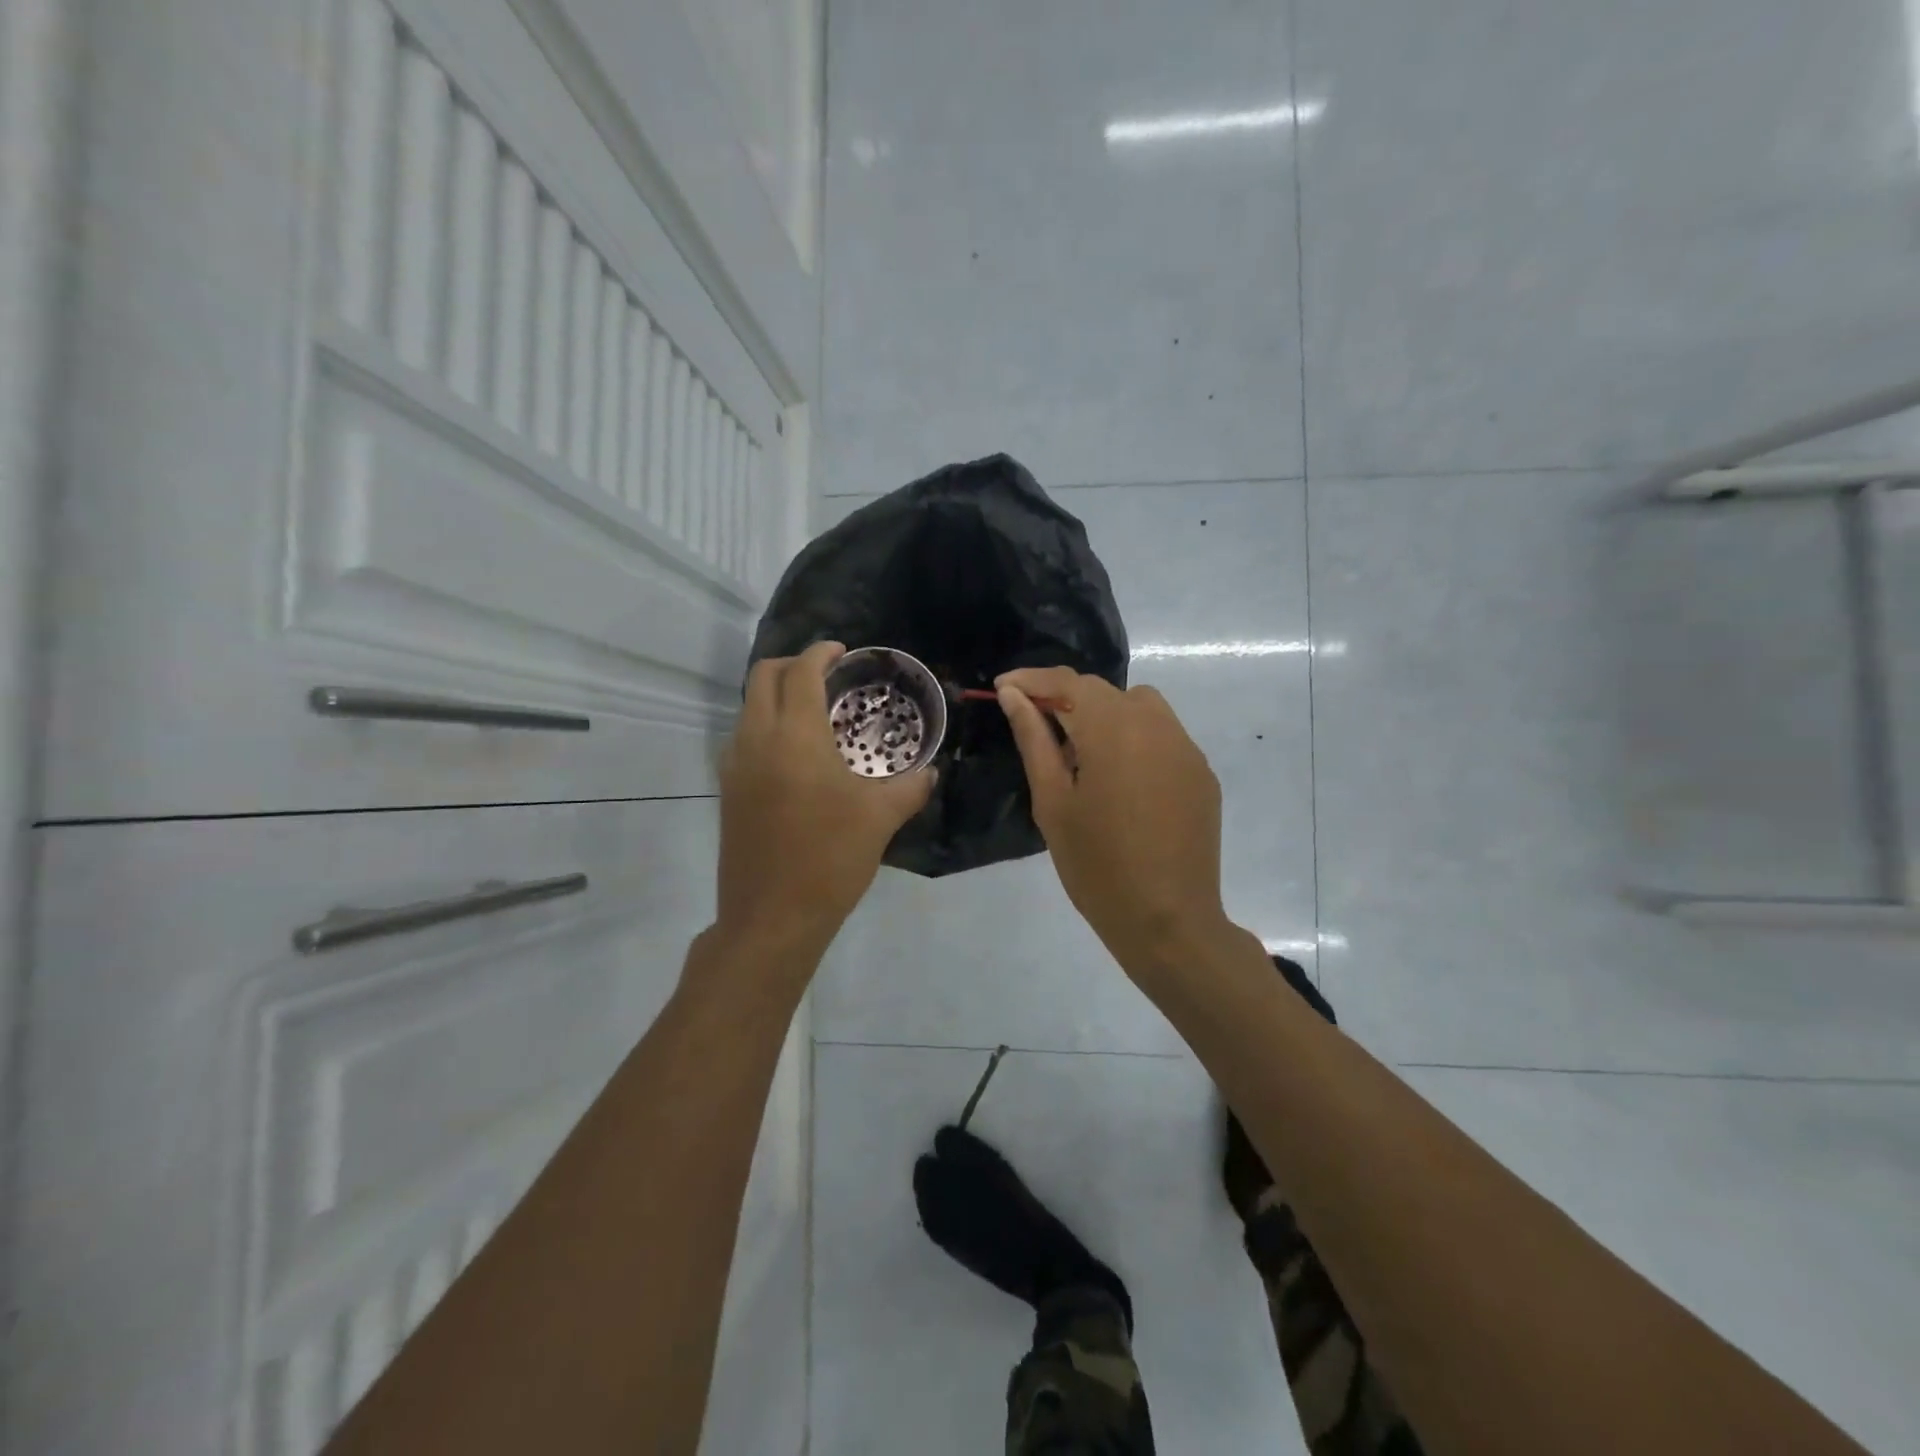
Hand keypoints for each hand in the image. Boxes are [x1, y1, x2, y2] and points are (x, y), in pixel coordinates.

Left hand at [714, 641, 935, 958]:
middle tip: (826, 674)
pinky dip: (765, 724)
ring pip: (748, 706)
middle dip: (792, 664)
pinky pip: (743, 736)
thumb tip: (930, 772)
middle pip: (763, 677)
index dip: (820, 653)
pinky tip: (795, 752)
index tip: (842, 652)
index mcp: (795, 737)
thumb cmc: (830, 859)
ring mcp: (735, 766)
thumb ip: (910, 787)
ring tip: (813, 710)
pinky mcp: (728, 790)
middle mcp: (756, 740)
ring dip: (776, 694)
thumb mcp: (881, 819)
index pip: (800, 673)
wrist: (771, 917)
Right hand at [997, 667, 1233, 974]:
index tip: (1003, 688)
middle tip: (1035, 728)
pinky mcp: (1201, 772)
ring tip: (1081, 756)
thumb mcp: (1053, 802)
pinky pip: (1162, 736)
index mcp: (1114, 729)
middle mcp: (1157, 725)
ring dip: (1103, 716)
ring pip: (1138, 707)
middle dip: (1065, 699)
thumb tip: (1014, 696)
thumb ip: (1034, 739)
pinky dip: (1134, 740)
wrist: (1168, 921)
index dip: (1032, 680)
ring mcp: (1186, 748)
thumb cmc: (1096, 866)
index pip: (1068, 682)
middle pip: (1104, 692)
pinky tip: (1121, 782)